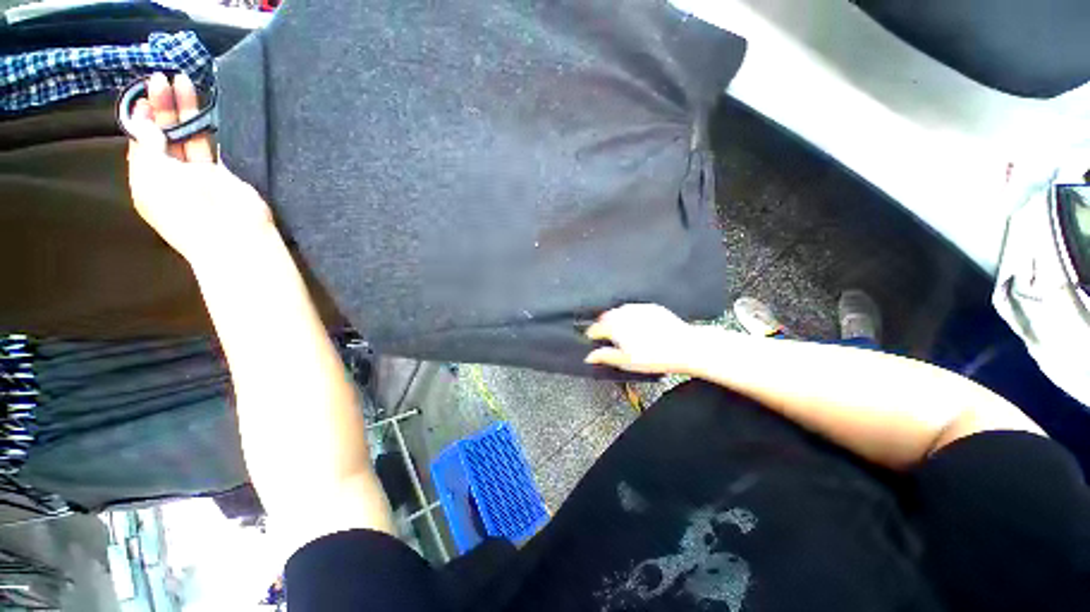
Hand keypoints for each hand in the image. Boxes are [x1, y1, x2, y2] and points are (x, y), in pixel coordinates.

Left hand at [126, 72, 275, 269]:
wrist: (235, 236)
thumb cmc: (186, 211)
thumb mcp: (155, 178)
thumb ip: (148, 147)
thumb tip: (146, 123)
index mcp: (148, 181)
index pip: (140, 144)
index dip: (140, 118)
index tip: (143, 95)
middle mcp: (172, 175)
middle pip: (164, 136)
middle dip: (161, 107)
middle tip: (161, 80)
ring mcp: (199, 175)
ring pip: (189, 136)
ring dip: (185, 111)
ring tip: (182, 82)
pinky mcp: (224, 174)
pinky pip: (213, 146)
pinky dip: (208, 128)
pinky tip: (205, 109)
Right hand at [584, 304, 705, 374]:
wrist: (684, 346)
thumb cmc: (654, 356)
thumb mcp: (626, 361)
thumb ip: (604, 356)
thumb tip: (589, 356)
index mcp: (614, 326)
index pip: (595, 328)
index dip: (591, 335)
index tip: (592, 339)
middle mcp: (623, 313)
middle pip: (605, 317)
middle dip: (603, 325)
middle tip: (606, 337)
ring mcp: (637, 308)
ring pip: (619, 311)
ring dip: (615, 319)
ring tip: (621, 332)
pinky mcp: (650, 307)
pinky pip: (633, 309)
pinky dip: (630, 316)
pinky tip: (637, 326)